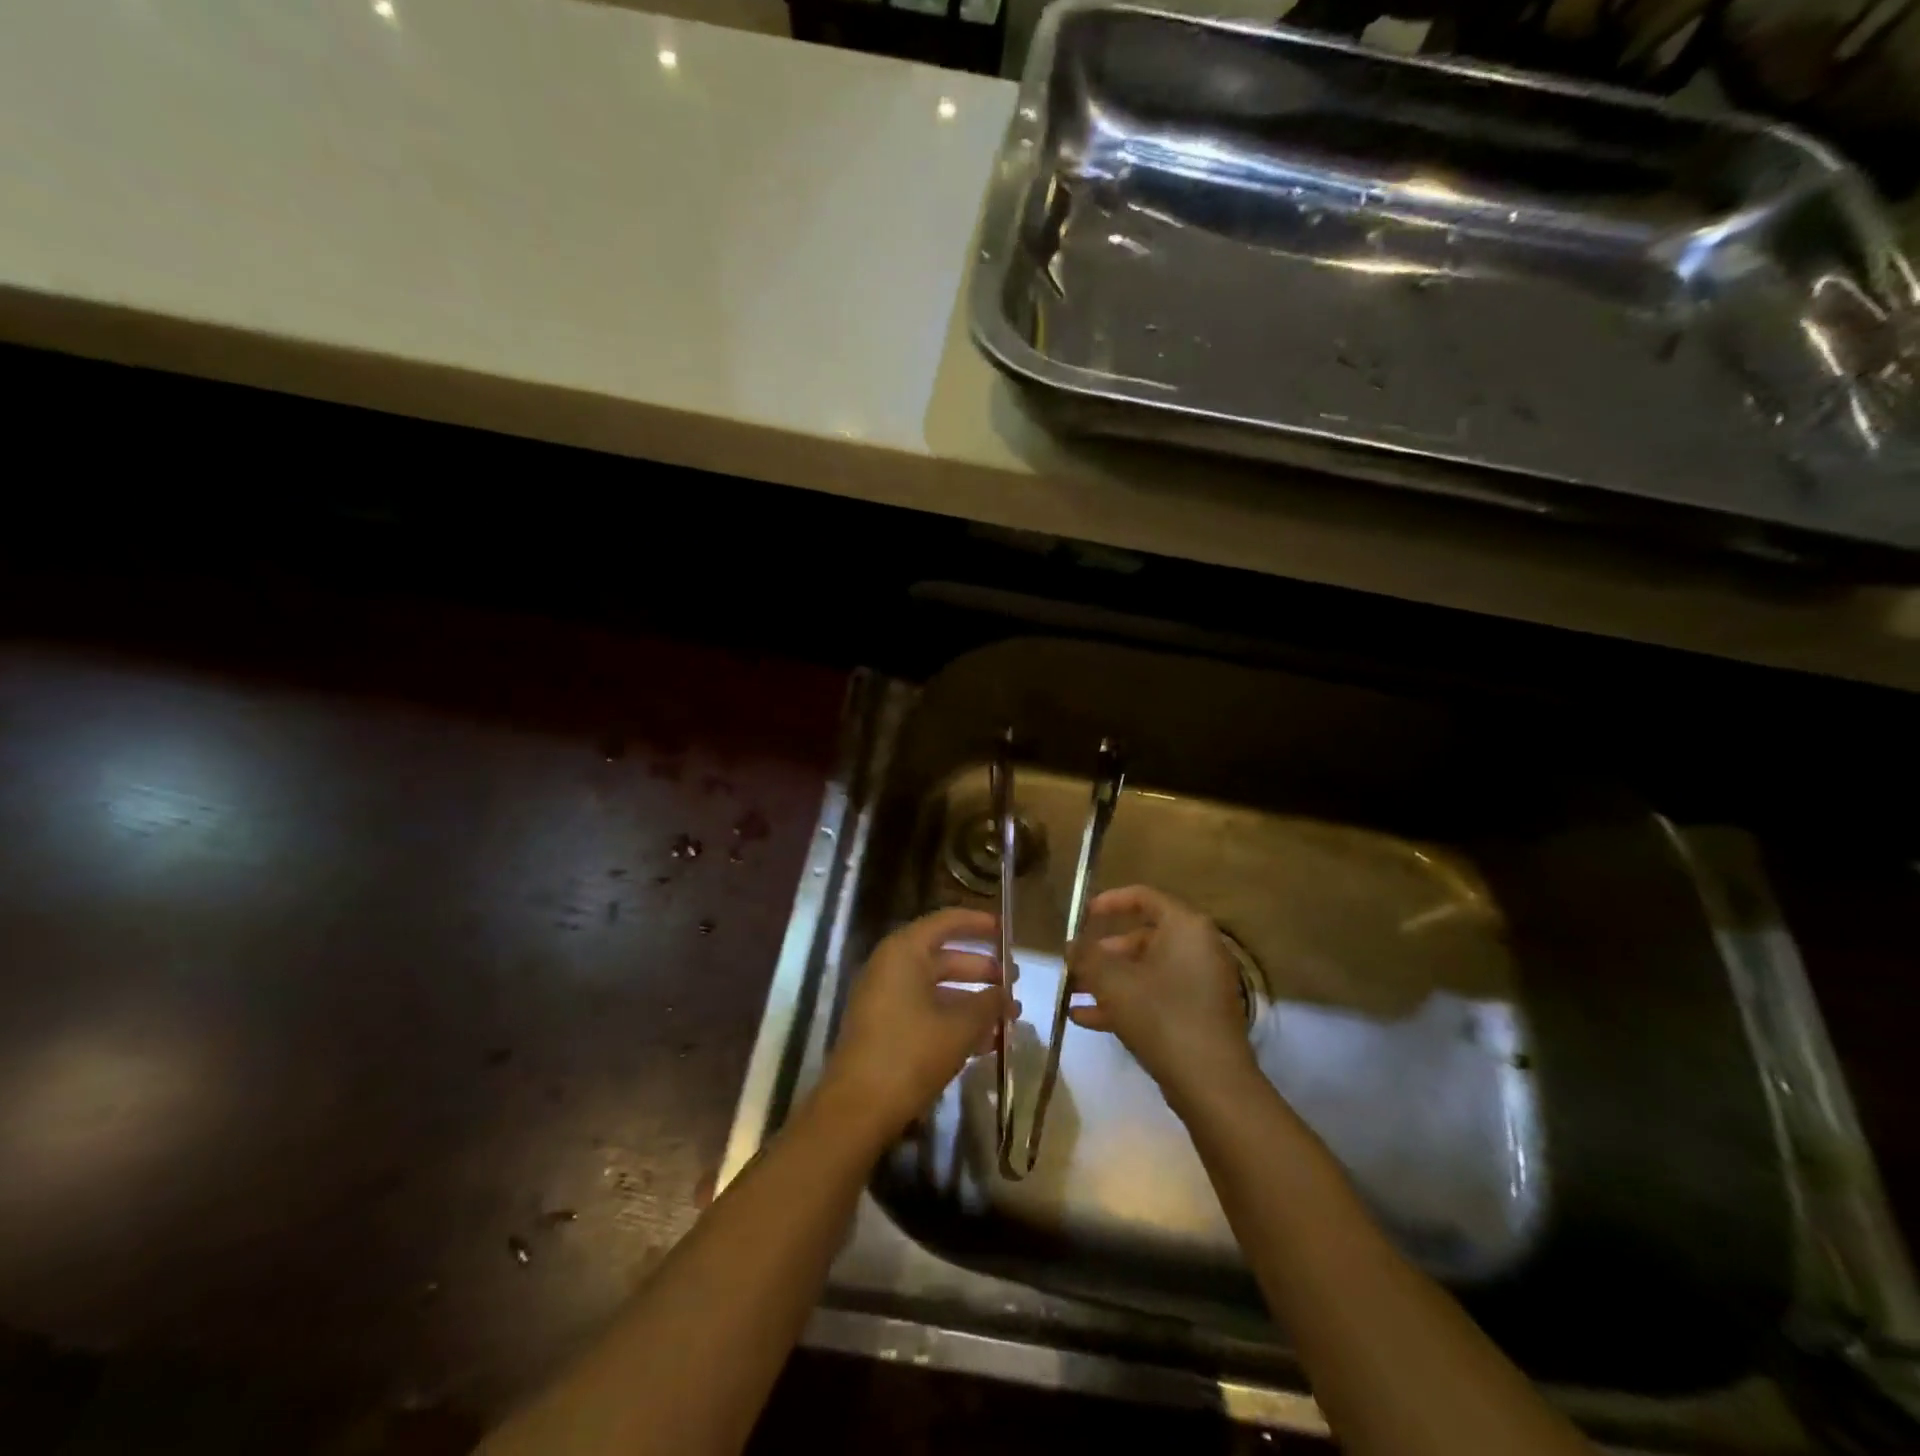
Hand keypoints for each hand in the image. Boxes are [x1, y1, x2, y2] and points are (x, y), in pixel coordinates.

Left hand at [821, 907, 1010, 1140]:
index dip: (979, 924)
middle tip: (1015, 983)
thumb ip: (988, 1003)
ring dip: (973, 1001)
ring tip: (1009, 1018)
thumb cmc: (911, 1053)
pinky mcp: (885, 1029)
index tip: (1007, 931)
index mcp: (904, 952)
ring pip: (938, 989)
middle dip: (982, 971)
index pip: (947, 922)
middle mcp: (892, 967)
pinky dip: (955, 1021)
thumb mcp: (960, 1026)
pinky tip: (987, 1043)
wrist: (858, 1109)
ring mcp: (885, 999)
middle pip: (944, 957)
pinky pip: (927, 1012)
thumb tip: (1005, 995)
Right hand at [1068, 885, 1256, 1109]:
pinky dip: (1124, 1001)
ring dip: (1108, 980)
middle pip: (1142, 937)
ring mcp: (1200, 983)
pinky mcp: (1197, 1014)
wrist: (1211, 1083)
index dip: (1108, 902)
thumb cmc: (1161, 1015)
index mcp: (1185, 927)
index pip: (1144, 897)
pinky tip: (1085, 1018)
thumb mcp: (1112, 981)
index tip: (1081, 916)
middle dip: (1102, 952)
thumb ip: (1086, 957)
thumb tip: (1070, 945)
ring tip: (1072, 993)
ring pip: (1145, 971)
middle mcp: (1198, 948)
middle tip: (1074, 964)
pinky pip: (1155, 996)